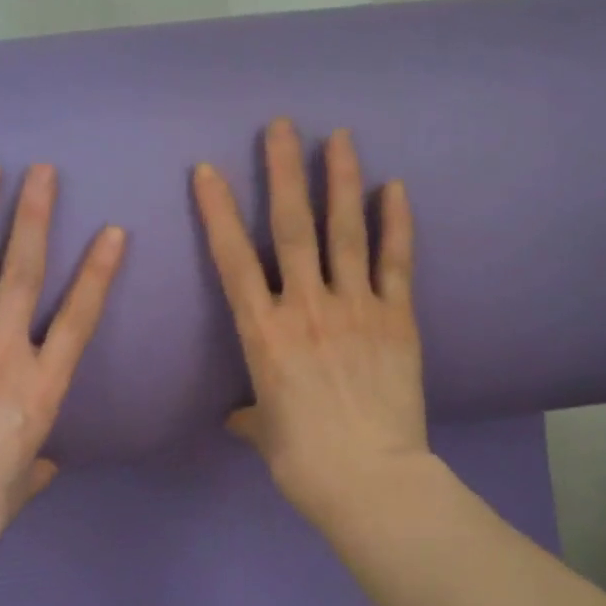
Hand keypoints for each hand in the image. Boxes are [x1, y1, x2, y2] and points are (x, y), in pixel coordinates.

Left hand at [0, 158, 125, 578]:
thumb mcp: (19, 490)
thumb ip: (36, 469)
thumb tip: (47, 467)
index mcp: (41, 387)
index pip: (79, 318)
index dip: (98, 273)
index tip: (112, 232)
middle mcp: (4, 352)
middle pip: (23, 273)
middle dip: (35, 218)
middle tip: (42, 171)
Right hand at [193, 119, 427, 527]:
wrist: (369, 480)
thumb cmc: (303, 460)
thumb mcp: (264, 433)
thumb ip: (251, 414)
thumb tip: (240, 417)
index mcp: (263, 333)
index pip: (232, 259)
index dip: (217, 211)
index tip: (208, 170)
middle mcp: (305, 306)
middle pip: (291, 227)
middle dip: (282, 172)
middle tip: (281, 126)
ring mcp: (355, 307)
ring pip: (344, 232)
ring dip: (340, 181)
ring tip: (339, 137)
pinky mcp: (397, 319)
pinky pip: (396, 262)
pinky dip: (396, 224)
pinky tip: (396, 188)